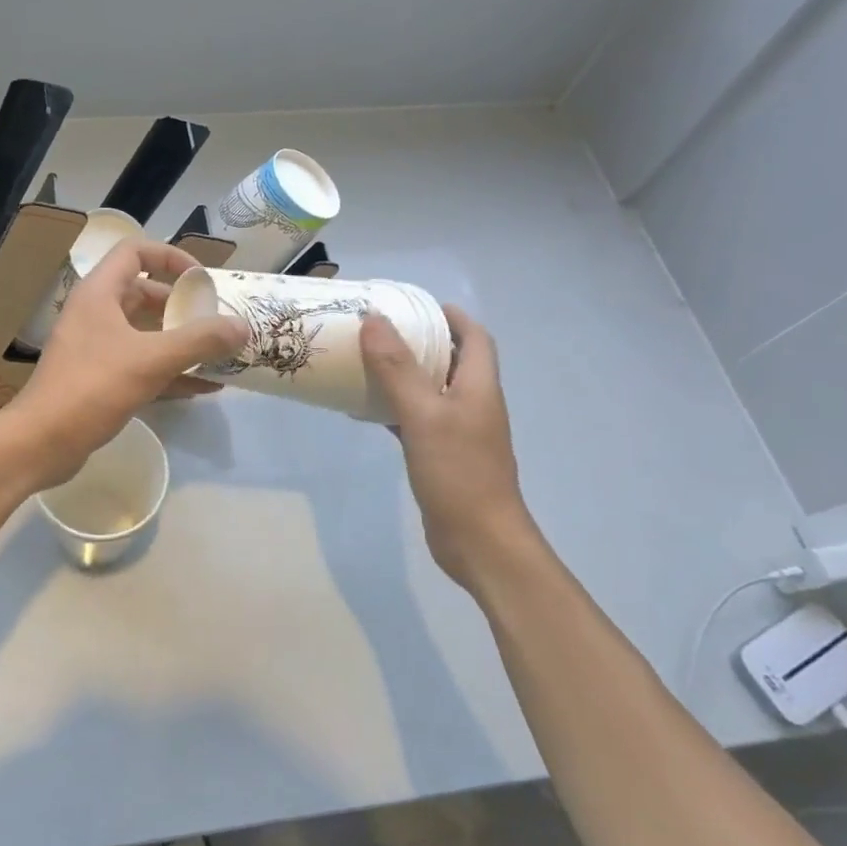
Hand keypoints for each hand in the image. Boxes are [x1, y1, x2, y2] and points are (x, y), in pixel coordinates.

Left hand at [2, 239, 245, 488]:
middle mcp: (96, 313)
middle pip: (144, 294)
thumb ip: (199, 341)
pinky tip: (205, 387)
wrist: (41, 443)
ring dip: (180, 341)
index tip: (201, 279)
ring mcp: (96, 348)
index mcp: (99, 293)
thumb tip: (242, 326)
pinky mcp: (99, 379)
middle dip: (182, 306)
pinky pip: (142, 365)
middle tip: (215, 320)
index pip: (135, 252)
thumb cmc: (93, 388)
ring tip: (219, 353)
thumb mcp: (151, 360)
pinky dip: (170, 371)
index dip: (170, 257)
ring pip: (145, 333)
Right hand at [361, 303, 540, 591]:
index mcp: (478, 387)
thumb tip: (374, 320)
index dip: (452, 316)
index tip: (416, 304)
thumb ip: (397, 368)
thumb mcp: (423, 414)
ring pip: (430, 391)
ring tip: (366, 362)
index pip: (475, 338)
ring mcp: (458, 432)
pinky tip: (366, 411)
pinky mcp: (442, 456)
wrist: (480, 541)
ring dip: (404, 374)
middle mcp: (473, 404)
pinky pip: (416, 420)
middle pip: (451, 360)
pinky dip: (394, 409)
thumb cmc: (458, 472)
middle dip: (420, 341)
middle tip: (380, 330)